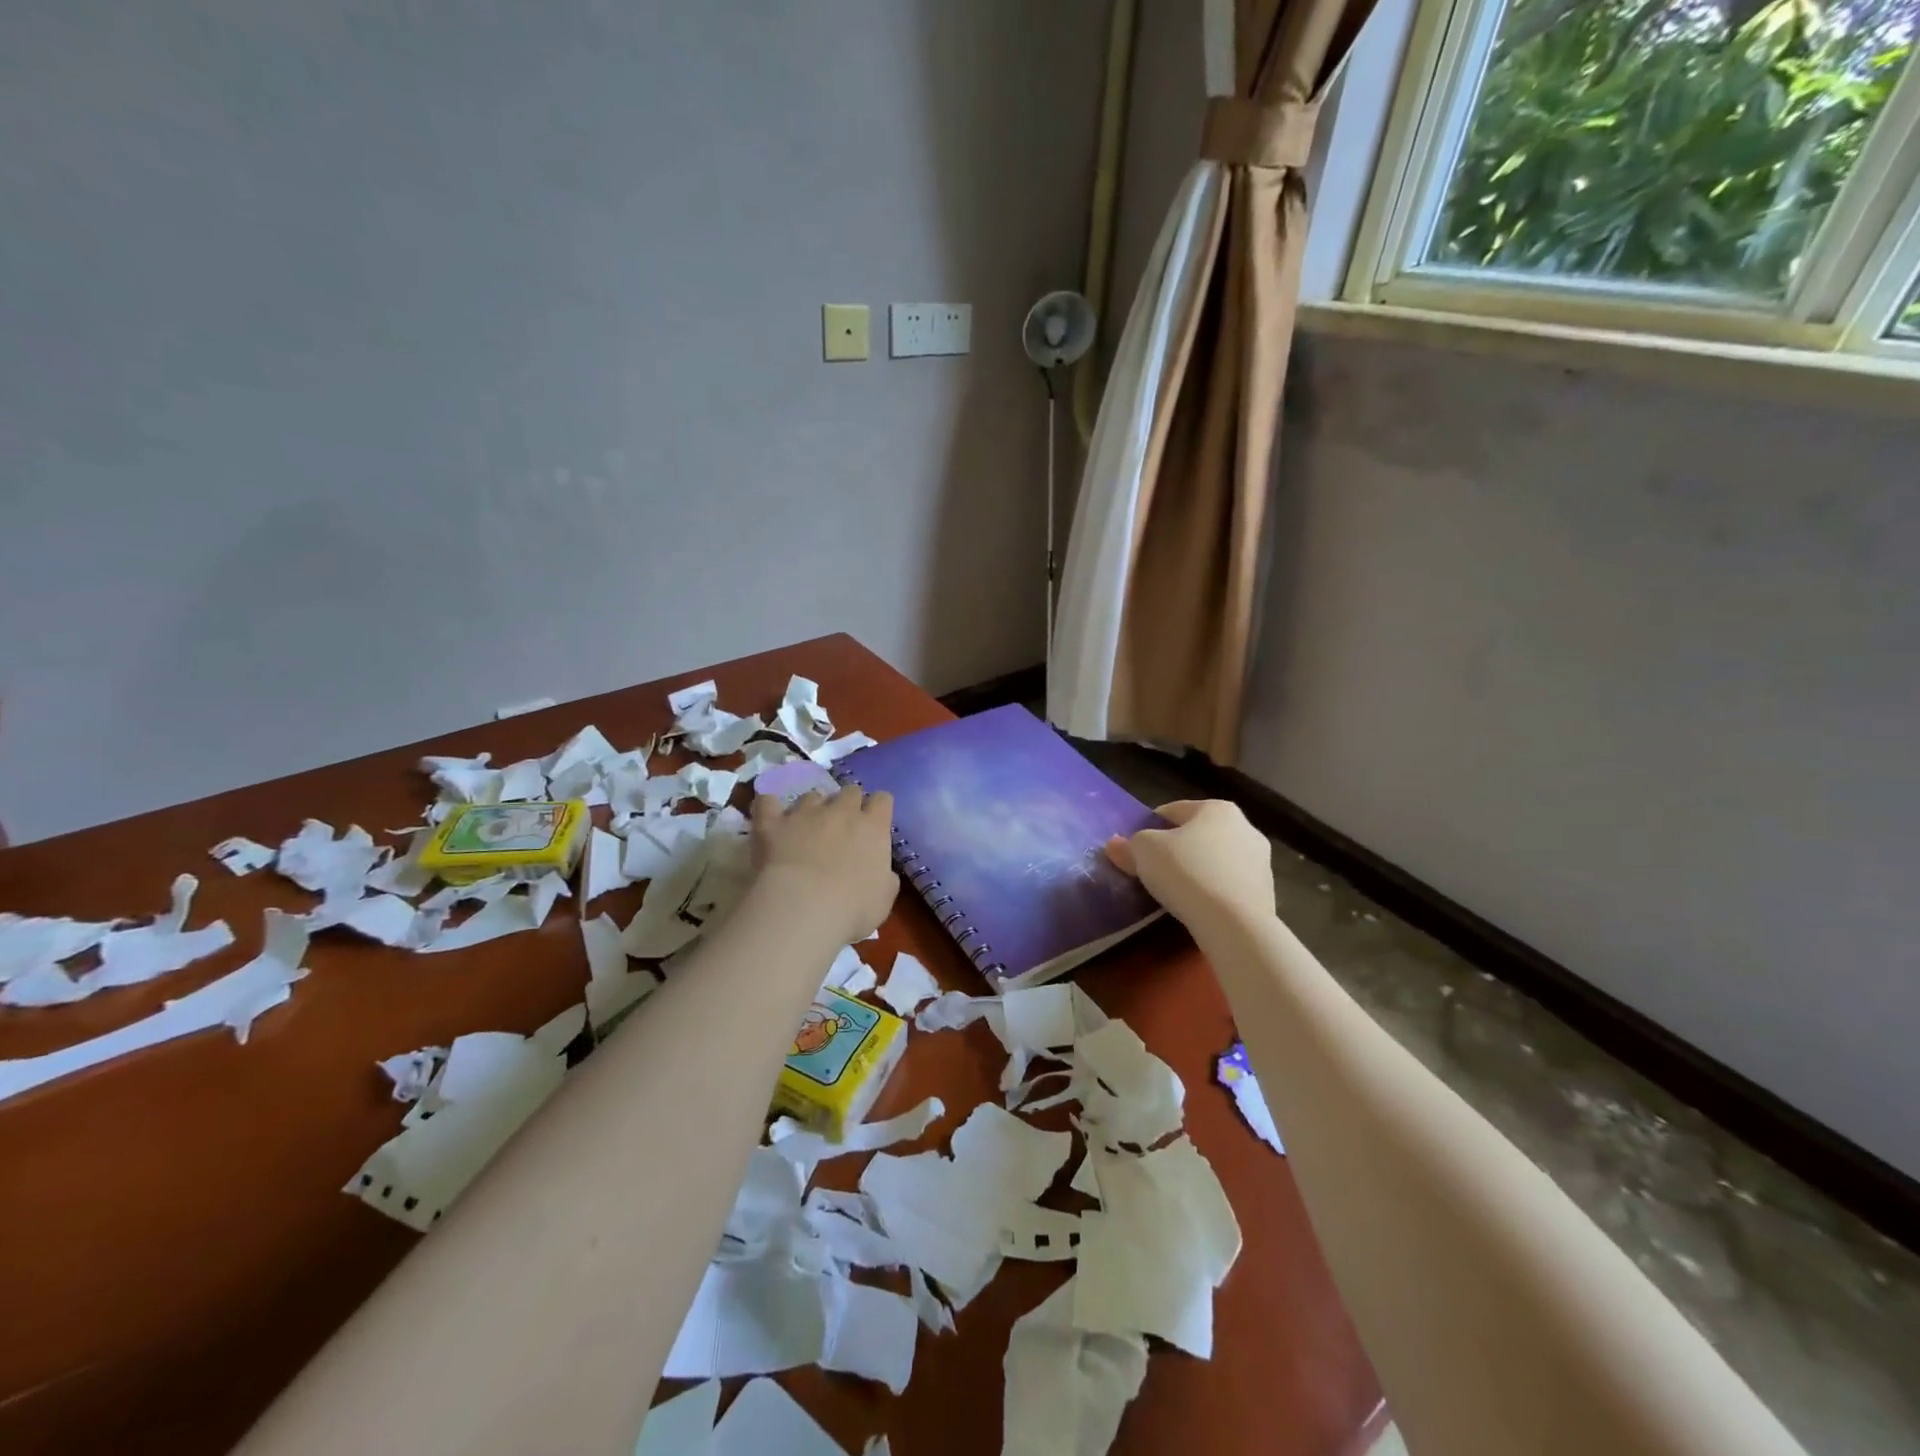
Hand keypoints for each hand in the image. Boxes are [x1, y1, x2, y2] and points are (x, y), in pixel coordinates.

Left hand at [749, 786, 898, 944]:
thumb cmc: (852, 909)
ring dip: (812, 809)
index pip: (882, 799)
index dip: (877, 809)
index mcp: (873, 827)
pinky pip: (767, 802)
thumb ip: (885, 876)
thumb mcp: (883, 899)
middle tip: (841, 828)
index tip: (873, 824)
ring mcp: (804, 812)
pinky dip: (769, 807)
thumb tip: (881, 872)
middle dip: (847, 804)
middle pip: (849, 791)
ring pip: (812, 796)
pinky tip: (769, 817)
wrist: (803, 909)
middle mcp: (841, 810)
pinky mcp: (772, 822)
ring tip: (805, 830)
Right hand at [1106, 800, 1273, 928]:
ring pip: (1216, 860)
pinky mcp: (1267, 892)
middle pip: (1197, 834)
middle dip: (1176, 849)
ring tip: (1175, 893)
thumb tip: (1115, 845)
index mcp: (1217, 808)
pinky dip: (1214, 891)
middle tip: (1153, 870)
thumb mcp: (1144, 852)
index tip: (1136, 849)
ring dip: (1197, 870)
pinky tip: (1198, 907)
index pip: (1172, 811)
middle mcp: (1245, 827)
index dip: (1148, 827)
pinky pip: (1229, 885)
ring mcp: (1261, 861)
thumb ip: (1129, 845)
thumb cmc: (1186, 873)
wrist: (1235, 925)